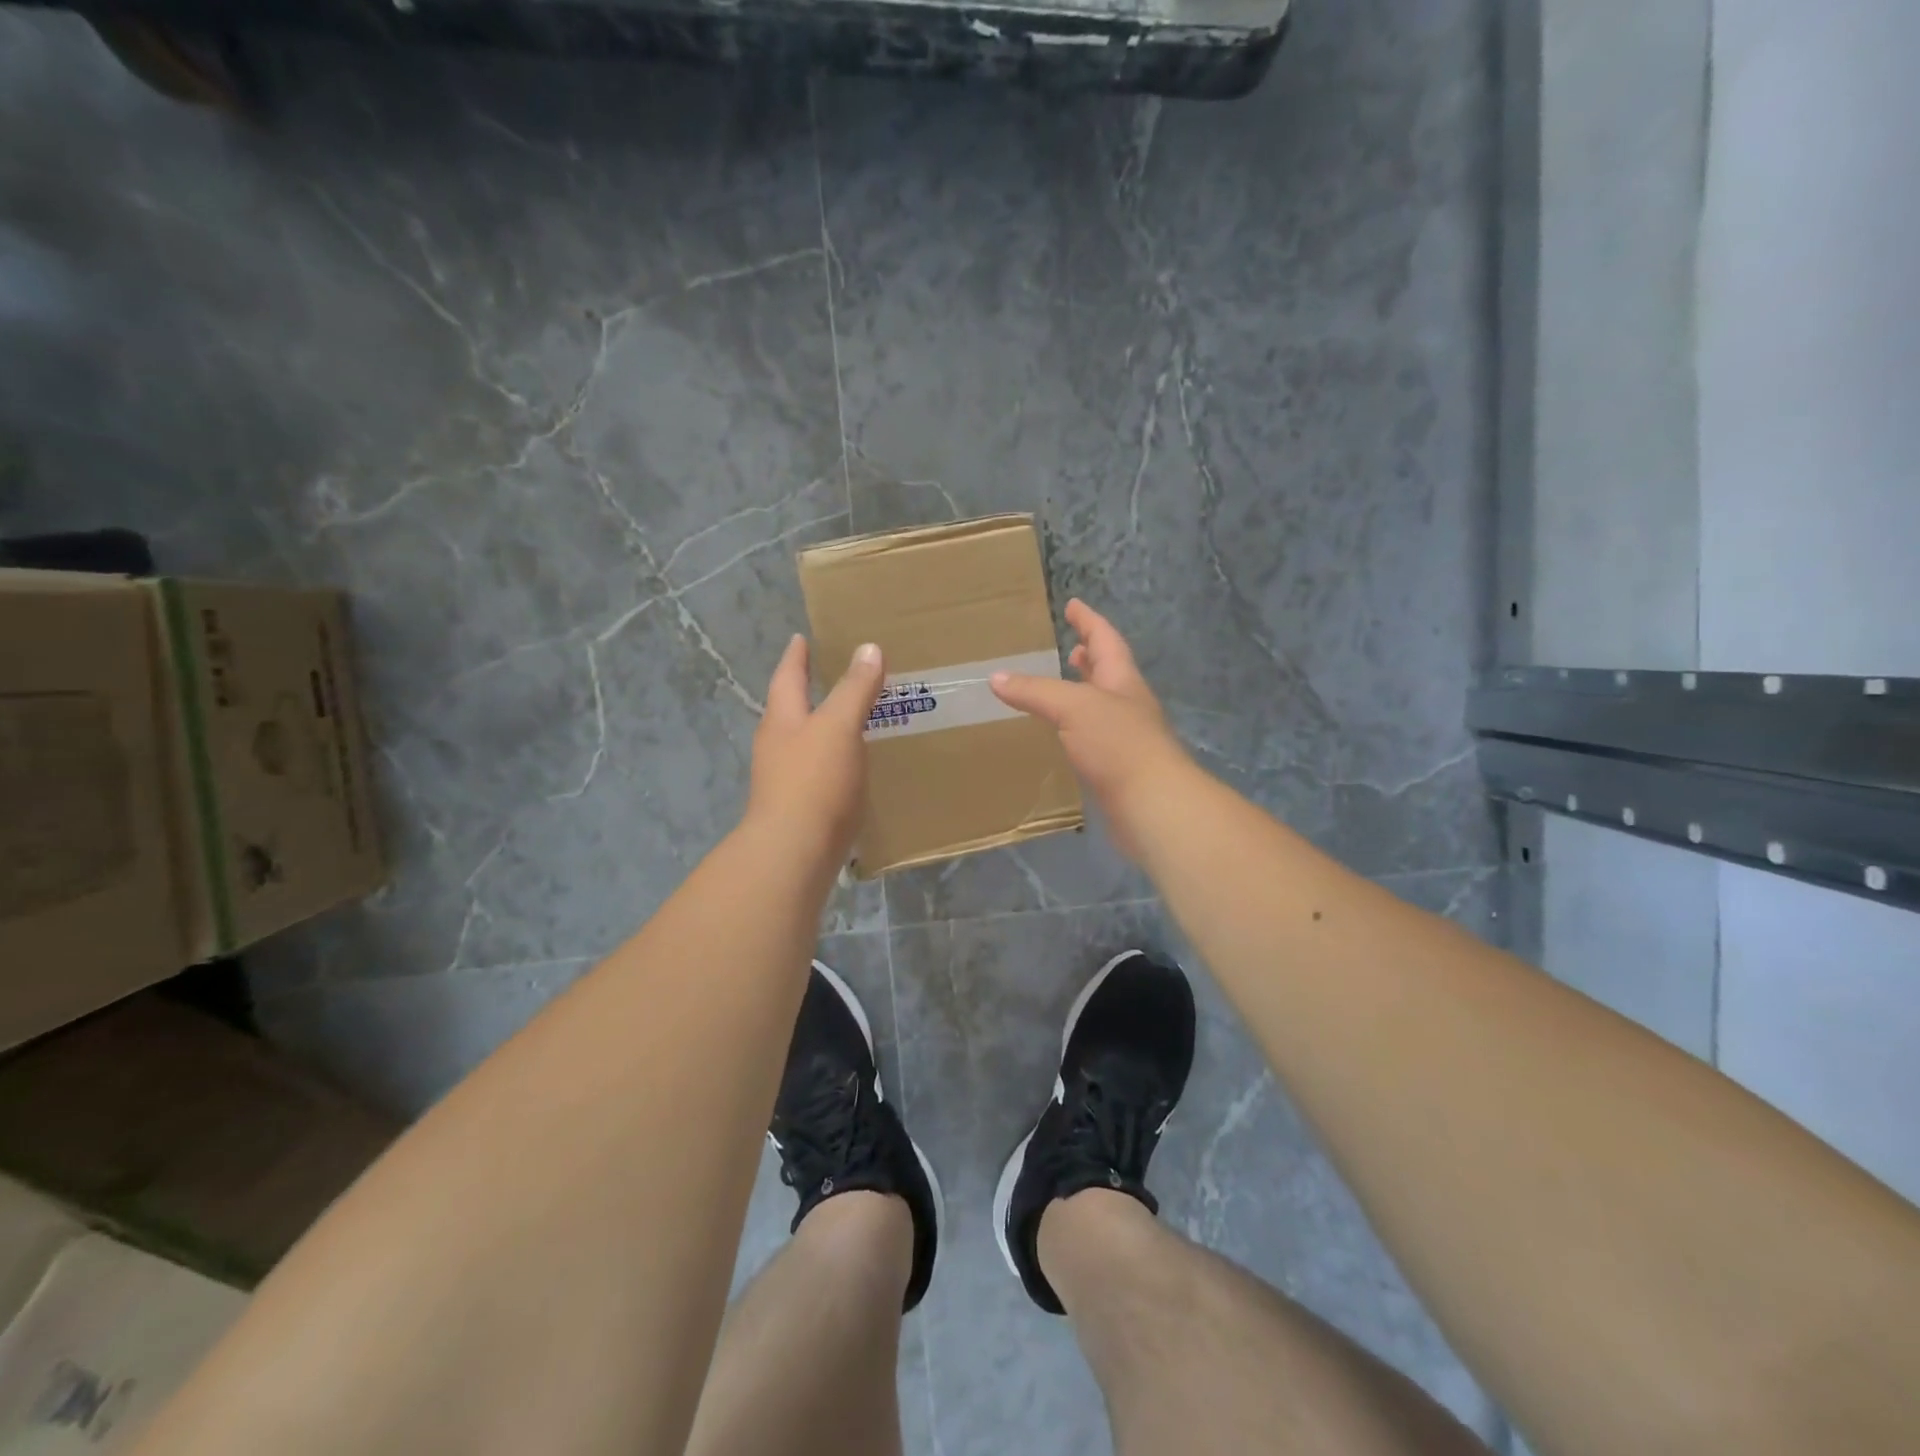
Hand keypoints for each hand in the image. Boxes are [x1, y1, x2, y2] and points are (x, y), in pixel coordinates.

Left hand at [746, 634, 883, 865]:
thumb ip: (854, 688)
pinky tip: (850, 767)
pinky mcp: (799, 808)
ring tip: (846, 719)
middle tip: (827, 676)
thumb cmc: (814, 780)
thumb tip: (869, 648)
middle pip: (789, 710)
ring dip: (821, 728)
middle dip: (805, 692)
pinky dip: (832, 760)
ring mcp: (784, 780)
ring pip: (803, 742)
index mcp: (782, 719)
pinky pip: (817, 772)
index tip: (800, 638)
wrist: (795, 852)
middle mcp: (777, 746)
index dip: (796, 656)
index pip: (788, 677)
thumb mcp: (839, 726)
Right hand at [989, 599, 1193, 860]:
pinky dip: (1076, 729)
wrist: (1153, 805)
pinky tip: (1062, 736)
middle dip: (1090, 658)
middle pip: (1108, 672)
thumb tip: (996, 677)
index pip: (1105, 641)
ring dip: (1083, 694)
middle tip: (1072, 647)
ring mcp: (1125, 738)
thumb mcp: (1074, 708)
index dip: (1089, 621)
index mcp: (1122, 681)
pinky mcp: (1117, 769)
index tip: (1073, 604)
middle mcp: (1127, 705)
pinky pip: (1093, 738)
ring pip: (1101, 707)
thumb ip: (1036, 691)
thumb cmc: (1119, 745)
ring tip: (1062, 689)